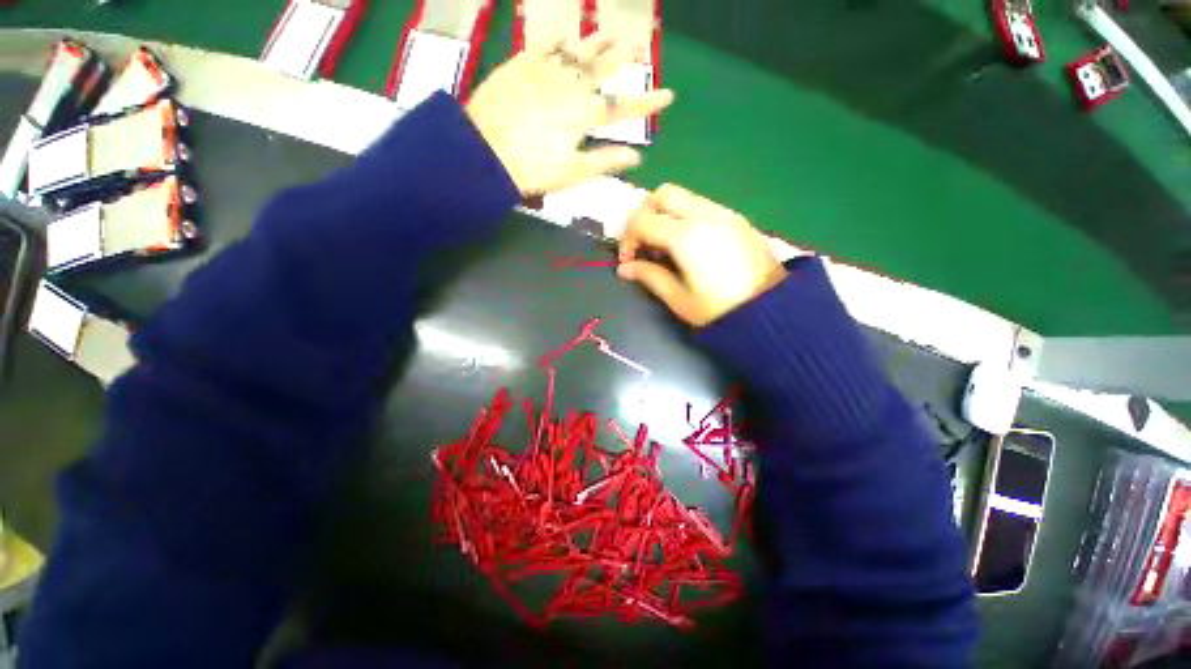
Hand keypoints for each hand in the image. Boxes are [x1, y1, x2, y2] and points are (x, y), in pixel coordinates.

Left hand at [465, 32, 673, 195]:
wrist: (483, 153)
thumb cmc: (531, 169)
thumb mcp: (572, 172)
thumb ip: (605, 161)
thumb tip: (637, 157)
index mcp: (583, 114)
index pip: (623, 107)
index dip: (647, 102)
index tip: (670, 94)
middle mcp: (570, 85)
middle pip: (602, 68)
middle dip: (624, 57)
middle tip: (640, 45)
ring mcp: (545, 71)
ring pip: (577, 50)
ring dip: (597, 40)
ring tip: (612, 30)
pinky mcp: (521, 65)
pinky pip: (543, 44)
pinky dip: (557, 37)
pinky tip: (566, 30)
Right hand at [618, 185, 786, 326]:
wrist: (772, 310)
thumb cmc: (719, 309)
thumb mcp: (678, 298)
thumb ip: (649, 277)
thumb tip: (625, 268)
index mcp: (685, 236)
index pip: (642, 221)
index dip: (627, 239)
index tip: (628, 261)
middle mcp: (704, 214)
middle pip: (662, 194)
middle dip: (645, 214)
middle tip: (643, 242)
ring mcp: (723, 213)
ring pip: (683, 196)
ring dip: (665, 213)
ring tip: (664, 245)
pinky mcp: (736, 218)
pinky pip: (702, 205)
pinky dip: (685, 216)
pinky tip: (688, 243)